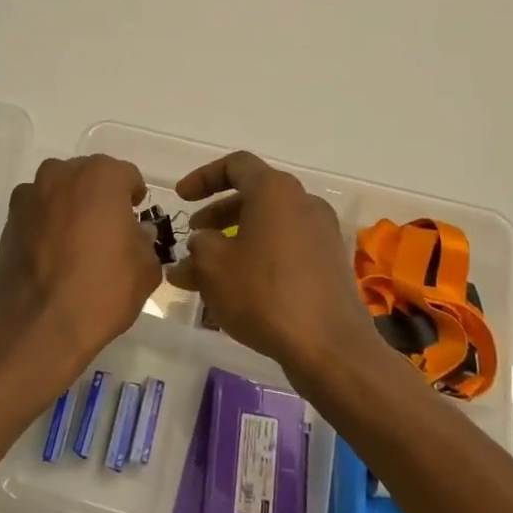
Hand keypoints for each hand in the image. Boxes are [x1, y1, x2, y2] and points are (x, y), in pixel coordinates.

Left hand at [0, 155, 160, 403]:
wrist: (40, 325)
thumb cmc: (102, 290)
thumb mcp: (146, 268)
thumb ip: (144, 240)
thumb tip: (134, 233)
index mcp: (101, 177)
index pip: (127, 176)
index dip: (134, 198)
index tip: (135, 219)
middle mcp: (61, 175)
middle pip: (89, 177)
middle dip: (100, 197)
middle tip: (108, 231)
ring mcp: (30, 195)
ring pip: (59, 191)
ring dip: (70, 206)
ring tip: (77, 243)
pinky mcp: (9, 220)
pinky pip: (36, 212)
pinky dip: (46, 224)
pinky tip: (52, 255)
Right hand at [167, 151, 376, 388]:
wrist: (329, 346)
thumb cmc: (263, 294)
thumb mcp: (212, 266)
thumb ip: (198, 246)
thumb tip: (201, 244)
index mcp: (275, 191)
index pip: (236, 165)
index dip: (203, 177)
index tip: (181, 197)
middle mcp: (303, 203)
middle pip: (254, 195)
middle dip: (218, 213)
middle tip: (195, 235)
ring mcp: (322, 234)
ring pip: (270, 225)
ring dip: (236, 239)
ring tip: (209, 269)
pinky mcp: (331, 264)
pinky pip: (287, 248)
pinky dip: (260, 256)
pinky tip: (239, 288)